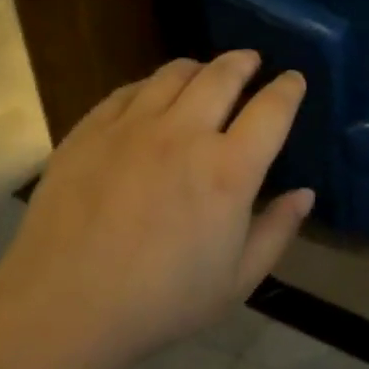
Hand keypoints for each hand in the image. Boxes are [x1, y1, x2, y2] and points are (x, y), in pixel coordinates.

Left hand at [0, 52, 311, 363]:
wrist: (64, 307)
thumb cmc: (160, 303)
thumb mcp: (236, 282)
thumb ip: (276, 231)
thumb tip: (305, 193)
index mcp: (228, 170)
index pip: (272, 109)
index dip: (288, 88)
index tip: (293, 80)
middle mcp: (184, 134)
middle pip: (223, 75)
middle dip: (245, 62)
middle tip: (252, 61)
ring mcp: (132, 126)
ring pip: (174, 73)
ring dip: (200, 67)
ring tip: (205, 73)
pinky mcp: (90, 129)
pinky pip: (129, 90)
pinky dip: (151, 85)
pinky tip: (151, 95)